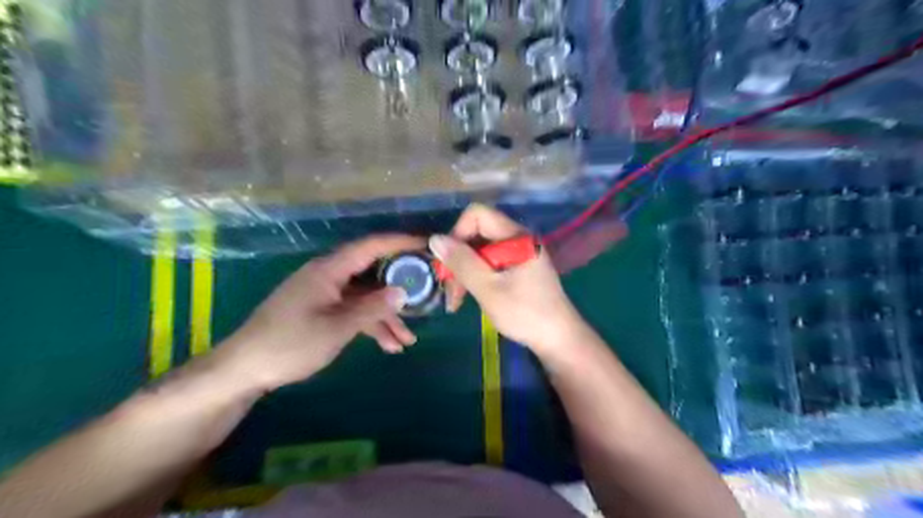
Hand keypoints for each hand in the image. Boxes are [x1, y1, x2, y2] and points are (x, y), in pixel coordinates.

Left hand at [218, 232, 424, 389]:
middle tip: (425, 296)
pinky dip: (370, 324)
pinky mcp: (321, 309)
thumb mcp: (337, 328)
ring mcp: (326, 293)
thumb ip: (372, 308)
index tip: (427, 245)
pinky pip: (353, 310)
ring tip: (407, 340)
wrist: (244, 369)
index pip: (372, 246)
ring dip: (386, 316)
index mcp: (330, 269)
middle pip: (373, 273)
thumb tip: (403, 292)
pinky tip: (387, 345)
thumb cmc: (290, 344)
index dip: (401, 243)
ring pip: (365, 297)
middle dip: (399, 288)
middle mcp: (330, 275)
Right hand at [431, 203, 581, 357]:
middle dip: (458, 259)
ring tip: (455, 301)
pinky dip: (475, 277)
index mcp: (516, 236)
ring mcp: (518, 254)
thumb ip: (462, 263)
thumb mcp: (488, 289)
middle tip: (448, 289)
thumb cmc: (525, 314)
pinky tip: (468, 297)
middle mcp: (517, 239)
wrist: (558, 339)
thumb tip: (435, 239)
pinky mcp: (517, 268)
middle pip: (476, 234)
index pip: (477, 215)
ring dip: (464, 272)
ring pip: (479, 251)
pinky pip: (489, 263)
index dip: (457, 233)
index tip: (448, 262)